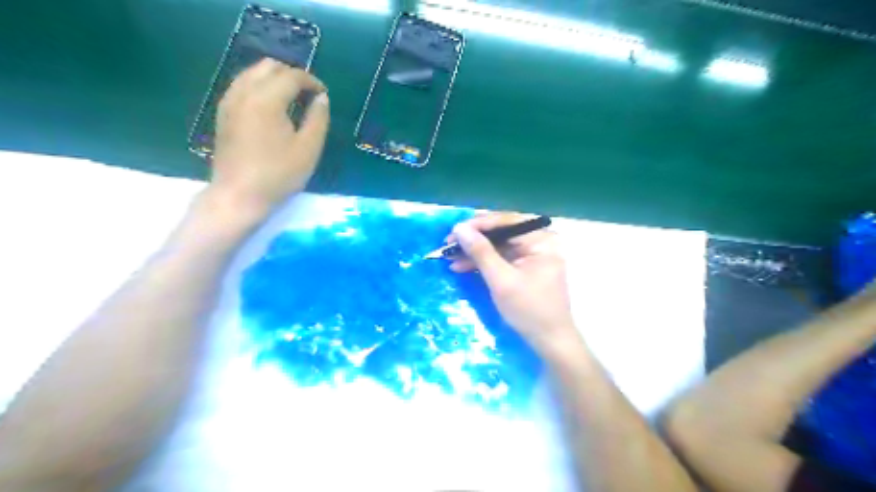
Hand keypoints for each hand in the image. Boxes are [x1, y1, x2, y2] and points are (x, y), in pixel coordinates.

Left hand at [208, 59, 328, 216]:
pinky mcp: (223, 113)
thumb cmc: (279, 174)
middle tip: (309, 96)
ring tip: (292, 100)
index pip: (292, 76)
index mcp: (266, 99)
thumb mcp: (308, 149)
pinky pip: (242, 86)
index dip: (312, 81)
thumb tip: (321, 98)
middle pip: (269, 66)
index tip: (324, 95)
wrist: (239, 196)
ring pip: (253, 73)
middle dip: (292, 75)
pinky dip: (260, 87)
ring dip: (275, 79)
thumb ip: (318, 118)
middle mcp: (244, 92)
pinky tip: (272, 108)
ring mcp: (229, 101)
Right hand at [451, 214, 578, 355]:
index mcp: (541, 240)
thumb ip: (481, 252)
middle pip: (501, 232)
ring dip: (474, 252)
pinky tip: (461, 266)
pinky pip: (500, 258)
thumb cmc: (529, 309)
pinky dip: (482, 263)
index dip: (477, 225)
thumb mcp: (501, 280)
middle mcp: (538, 241)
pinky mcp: (524, 267)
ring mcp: (532, 255)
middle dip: (473, 239)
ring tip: (449, 256)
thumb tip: (459, 228)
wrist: (549, 341)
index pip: (506, 221)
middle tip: (448, 244)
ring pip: (497, 246)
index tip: (453, 231)